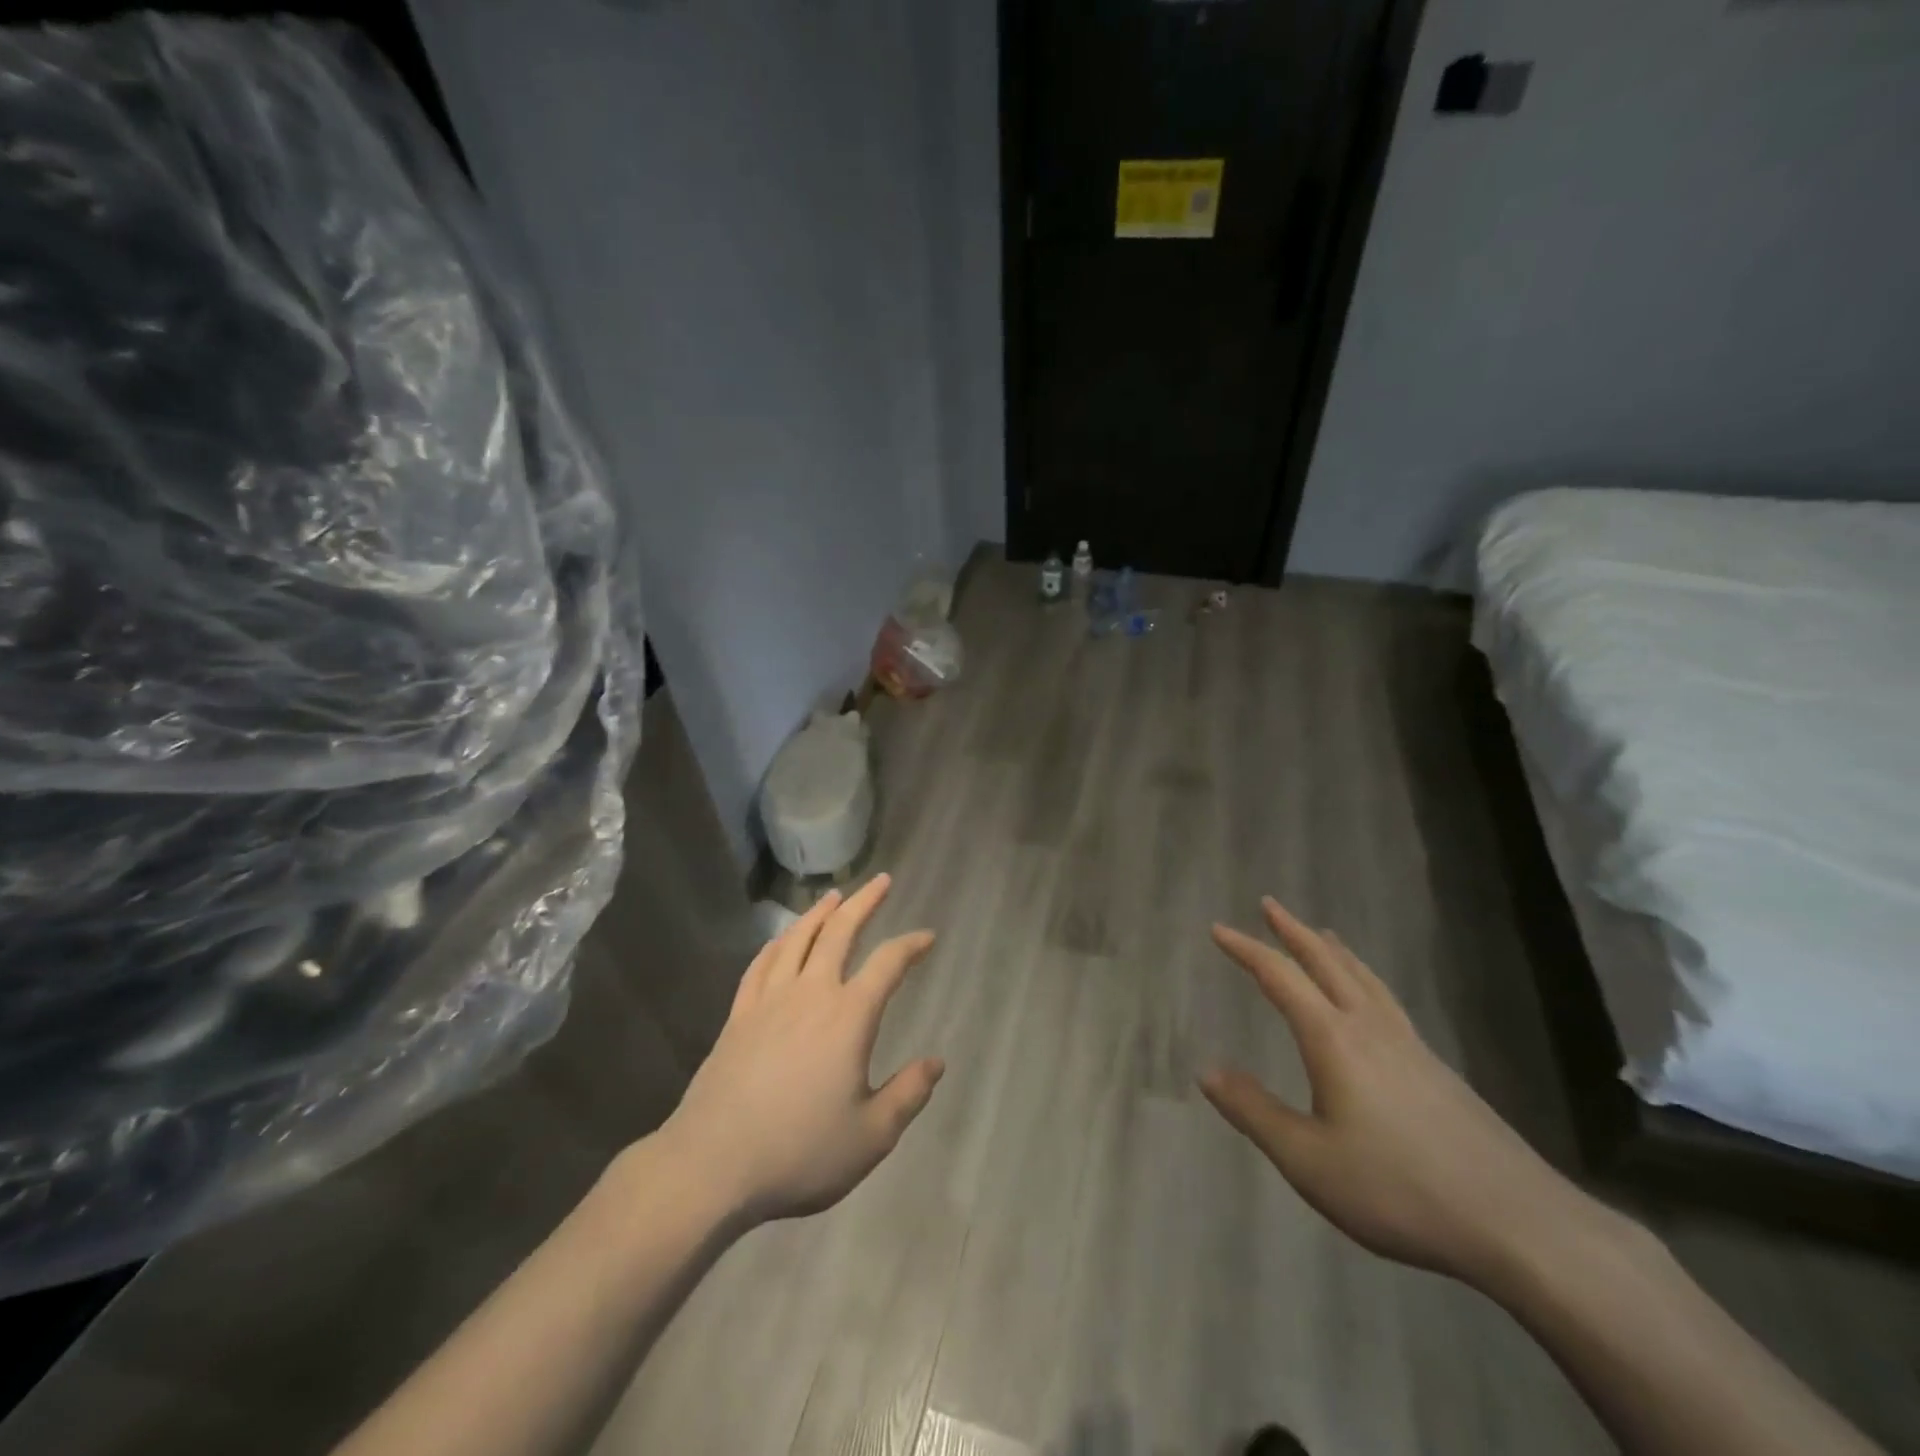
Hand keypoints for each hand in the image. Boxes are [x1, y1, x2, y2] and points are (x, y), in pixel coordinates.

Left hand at [659, 874, 942, 1227]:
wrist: (713, 1164)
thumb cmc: (800, 1151)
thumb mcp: (871, 1136)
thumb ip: (908, 1094)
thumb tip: (937, 1062)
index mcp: (849, 1016)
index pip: (888, 964)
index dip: (911, 945)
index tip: (927, 937)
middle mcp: (811, 993)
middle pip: (840, 932)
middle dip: (864, 902)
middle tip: (881, 880)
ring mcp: (769, 1000)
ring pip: (798, 939)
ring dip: (820, 913)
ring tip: (834, 896)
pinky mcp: (739, 1015)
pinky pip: (761, 964)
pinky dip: (777, 944)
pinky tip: (782, 939)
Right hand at [1200, 897, 1586, 1285]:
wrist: (1519, 1223)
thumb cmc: (1399, 1189)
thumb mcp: (1308, 1160)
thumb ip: (1254, 1111)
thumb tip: (1206, 1071)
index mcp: (1333, 1039)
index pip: (1280, 977)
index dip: (1246, 950)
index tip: (1218, 929)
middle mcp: (1371, 1028)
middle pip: (1327, 963)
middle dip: (1293, 931)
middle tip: (1270, 904)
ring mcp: (1411, 1046)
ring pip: (1364, 979)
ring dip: (1334, 950)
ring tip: (1321, 933)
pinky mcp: (1439, 1070)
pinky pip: (1388, 1001)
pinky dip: (1364, 978)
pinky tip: (1371, 1000)